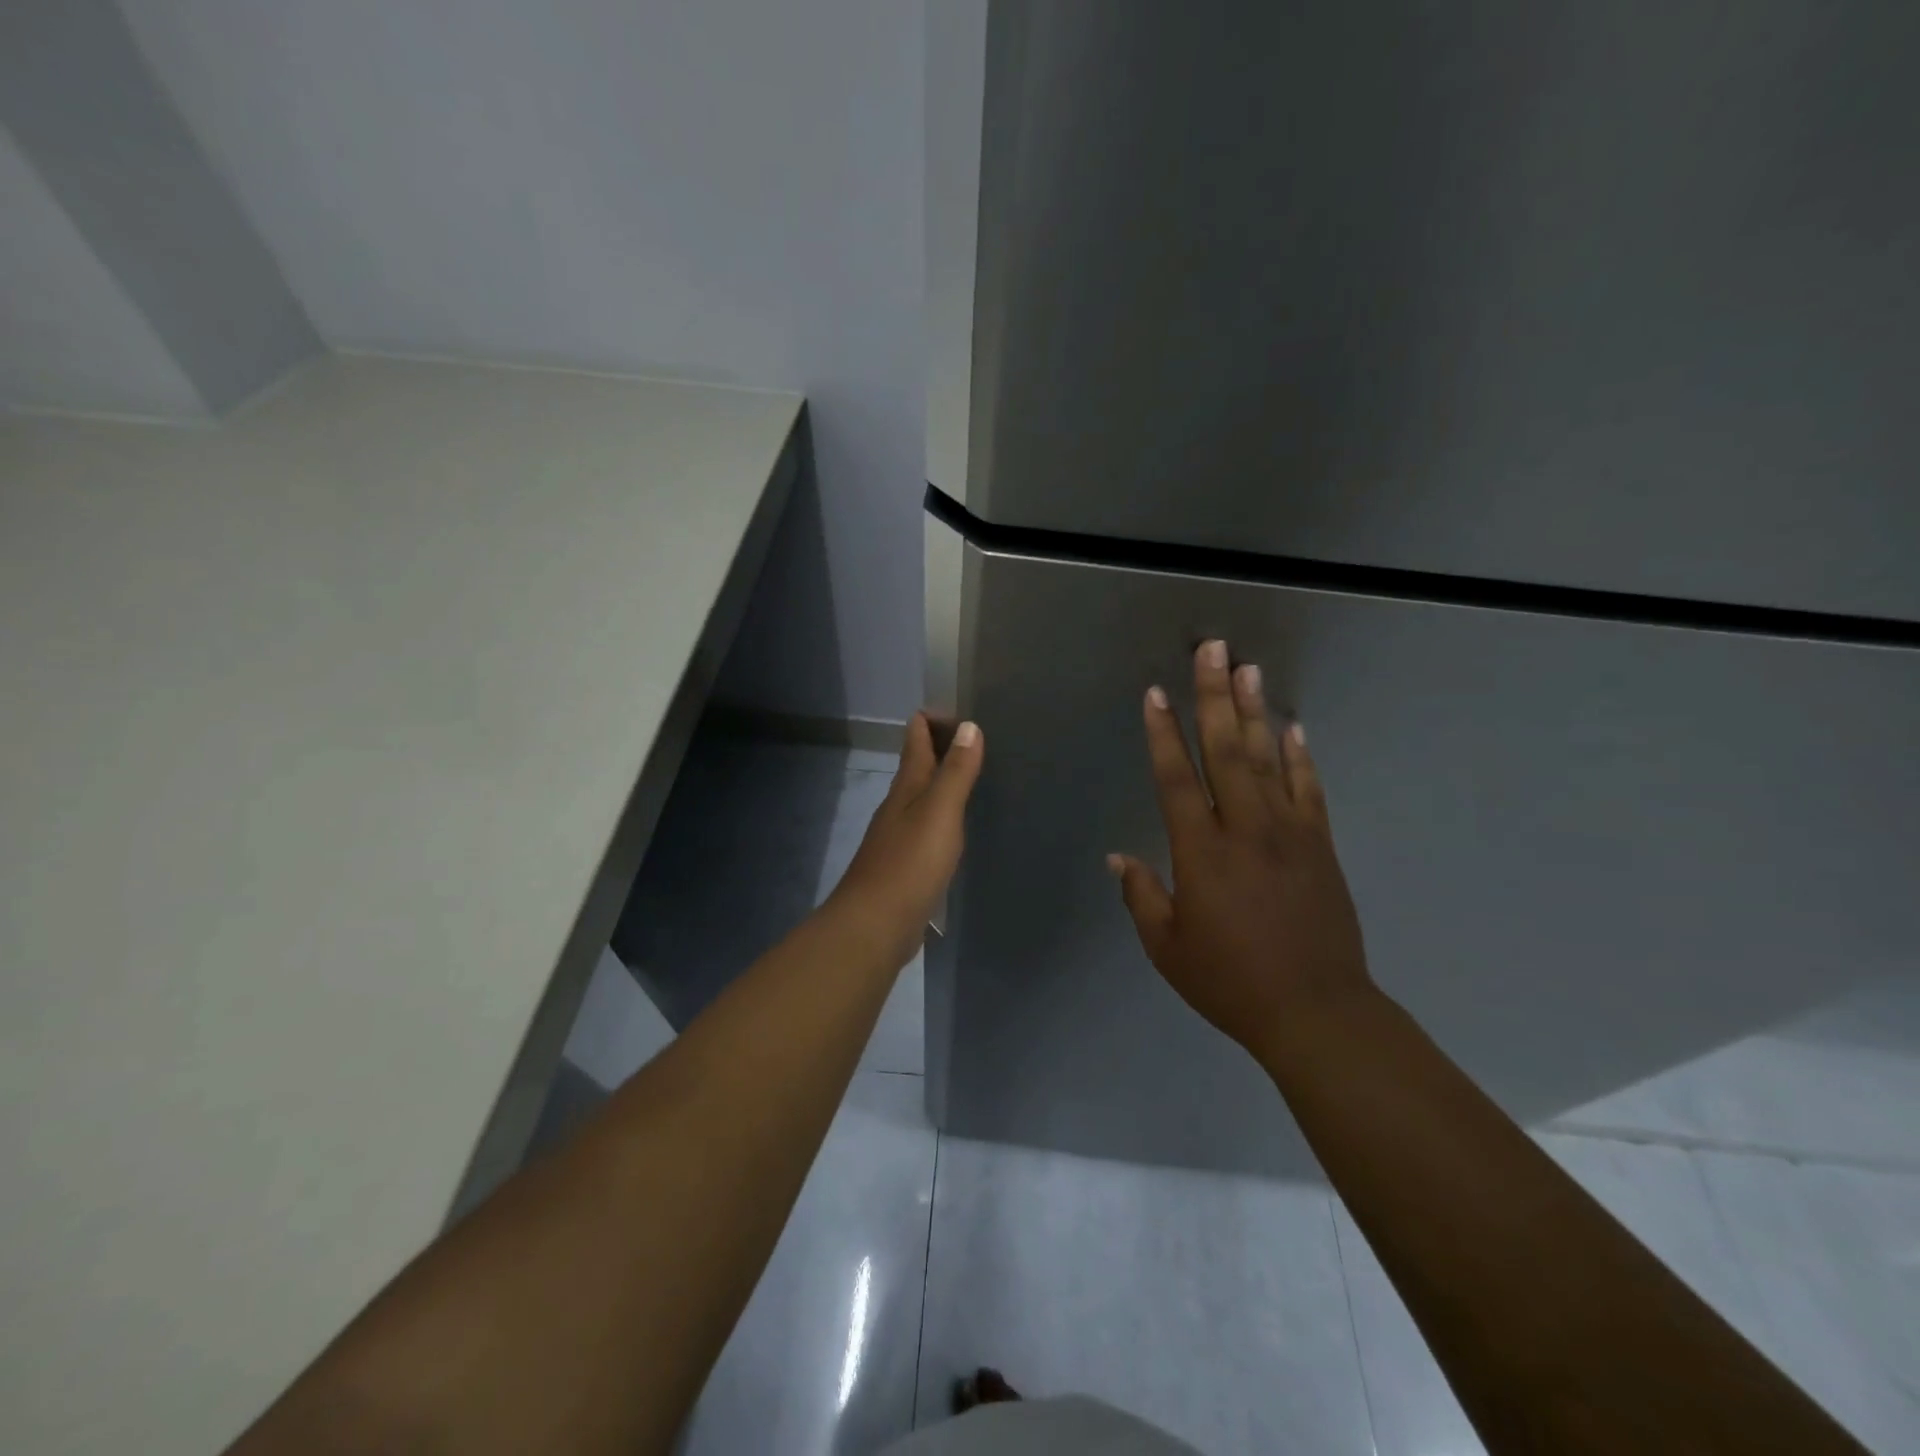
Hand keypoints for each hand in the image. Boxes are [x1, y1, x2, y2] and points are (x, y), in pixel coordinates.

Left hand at [830, 713, 983, 967]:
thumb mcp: (939, 812)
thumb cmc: (909, 864)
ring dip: (942, 785)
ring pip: (922, 800)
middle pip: (918, 768)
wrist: (874, 925)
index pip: (915, 740)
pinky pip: (927, 830)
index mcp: (906, 788)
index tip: (960, 709)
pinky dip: (943, 819)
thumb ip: (955, 771)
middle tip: (976, 740)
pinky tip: (957, 830)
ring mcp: (899, 838)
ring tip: (973, 779)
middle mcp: (898, 807)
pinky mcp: (905, 867)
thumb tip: (968, 725)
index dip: (932, 720)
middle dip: (941, 750)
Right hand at [1109, 641, 1371, 1064]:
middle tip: (1212, 650)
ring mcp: (1289, 833)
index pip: (1176, 778)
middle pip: (1227, 750)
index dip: (1163, 733)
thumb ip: (1141, 896)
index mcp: (1201, 852)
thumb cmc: (1230, 981)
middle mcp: (1244, 829)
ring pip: (1269, 759)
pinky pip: (1309, 790)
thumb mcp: (1167, 947)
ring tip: (1248, 669)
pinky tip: (1294, 727)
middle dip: (1215, 696)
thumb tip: (1117, 858)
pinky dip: (1301, 756)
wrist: (1316, 1011)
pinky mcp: (1320, 846)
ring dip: (1256, 711)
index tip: (1156, 693)